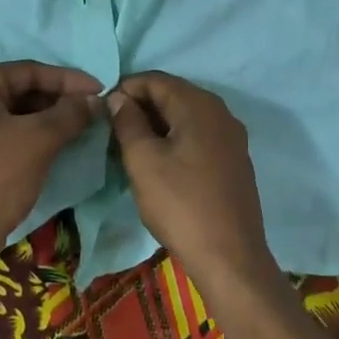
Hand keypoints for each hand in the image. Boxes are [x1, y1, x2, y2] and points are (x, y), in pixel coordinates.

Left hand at [0, 62, 102, 277]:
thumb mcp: (38, 141)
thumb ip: (69, 114)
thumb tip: (95, 100)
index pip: (28, 71)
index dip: (67, 79)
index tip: (100, 89)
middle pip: (20, 90)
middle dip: (57, 99)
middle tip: (92, 110)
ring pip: (13, 114)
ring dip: (47, 119)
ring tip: (80, 127)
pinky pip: (4, 133)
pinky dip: (31, 135)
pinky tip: (55, 145)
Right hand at [109, 72, 275, 296]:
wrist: (230, 259)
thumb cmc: (180, 204)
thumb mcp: (143, 160)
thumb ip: (127, 121)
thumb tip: (119, 98)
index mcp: (198, 104)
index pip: (154, 79)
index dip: (125, 89)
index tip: (103, 109)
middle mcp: (220, 112)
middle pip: (173, 94)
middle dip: (141, 106)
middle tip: (114, 129)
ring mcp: (232, 137)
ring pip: (186, 116)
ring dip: (158, 124)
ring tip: (132, 146)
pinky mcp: (235, 161)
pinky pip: (199, 135)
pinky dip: (176, 139)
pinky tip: (161, 162)